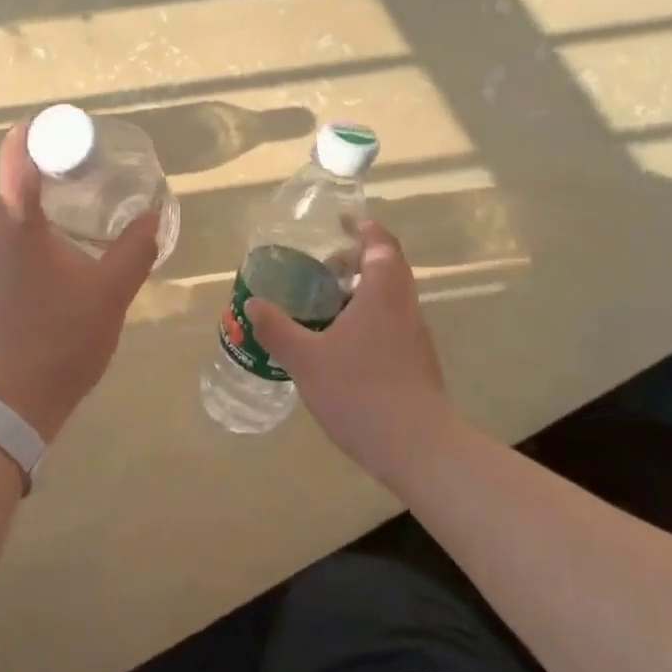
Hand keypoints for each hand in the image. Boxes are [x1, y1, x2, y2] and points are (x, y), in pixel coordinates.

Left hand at [0, 116, 160, 441]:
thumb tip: (154, 215)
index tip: (70, 130)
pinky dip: (6, 218)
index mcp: (13, 221)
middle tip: (69, 161)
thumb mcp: (109, 295)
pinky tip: (34, 241)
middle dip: (29, 155)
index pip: (16, 150)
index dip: (40, 130)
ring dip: (15, 188)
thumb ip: (135, 250)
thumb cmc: (56, 343)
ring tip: (54, 196)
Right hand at [245, 222, 461, 490]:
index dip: (365, 229)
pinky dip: (369, 319)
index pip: (381, 245)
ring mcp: (415, 337)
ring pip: (391, 299)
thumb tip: (253, 304)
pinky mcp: (417, 363)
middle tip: (325, 268)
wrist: (418, 447)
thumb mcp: (306, 360)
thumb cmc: (360, 392)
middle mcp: (404, 308)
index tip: (344, 223)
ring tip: (327, 306)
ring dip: (363, 292)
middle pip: (389, 269)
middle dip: (359, 261)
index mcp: (382, 294)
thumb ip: (278, 329)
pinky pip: (392, 324)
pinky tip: (343, 346)